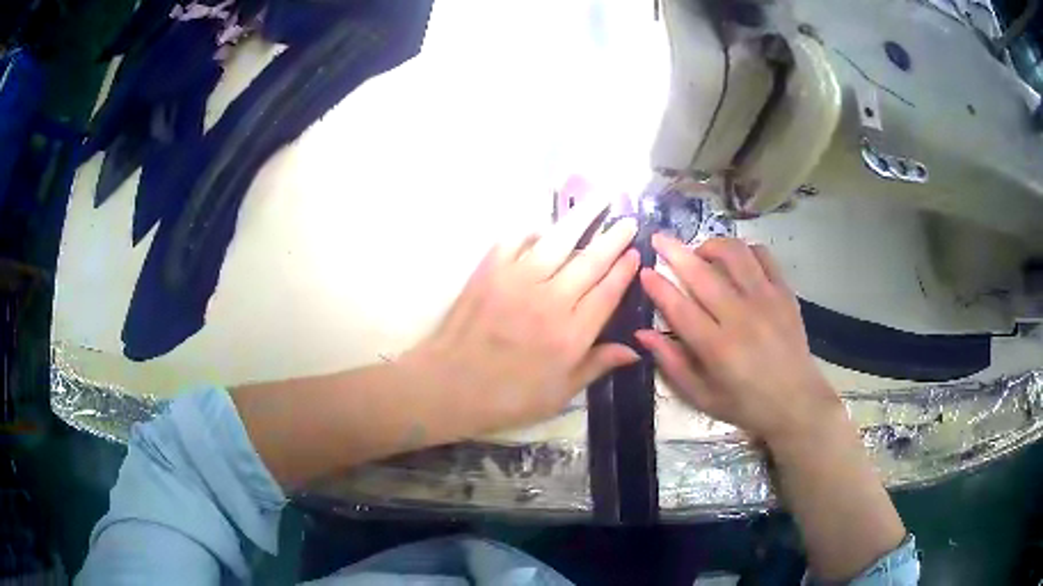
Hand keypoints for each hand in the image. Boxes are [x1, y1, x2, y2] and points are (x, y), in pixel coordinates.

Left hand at [402, 191, 639, 435]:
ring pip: (558, 242)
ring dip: (582, 218)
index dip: (624, 270)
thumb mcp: (559, 394)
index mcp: (572, 335)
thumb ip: (596, 366)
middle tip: (627, 219)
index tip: (635, 252)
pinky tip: (542, 226)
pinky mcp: (490, 271)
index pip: (607, 292)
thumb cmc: (507, 397)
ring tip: (599, 198)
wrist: (449, 386)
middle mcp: (551, 301)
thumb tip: (634, 350)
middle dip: (613, 238)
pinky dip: (531, 229)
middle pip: (590, 262)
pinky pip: (515, 240)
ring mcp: (519, 281)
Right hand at [636, 235, 841, 443]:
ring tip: (701, 253)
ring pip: (734, 254)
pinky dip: (745, 249)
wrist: (796, 402)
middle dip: (674, 251)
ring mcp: (766, 300)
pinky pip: (763, 256)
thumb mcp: (702, 397)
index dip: (657, 286)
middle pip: (702, 273)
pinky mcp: (784, 293)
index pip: (679, 307)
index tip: (643, 271)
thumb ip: (672, 364)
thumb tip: (642, 334)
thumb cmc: (745, 404)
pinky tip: (736, 260)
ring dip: (711, 245)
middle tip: (658, 239)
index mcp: (717, 348)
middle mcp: (741, 317)